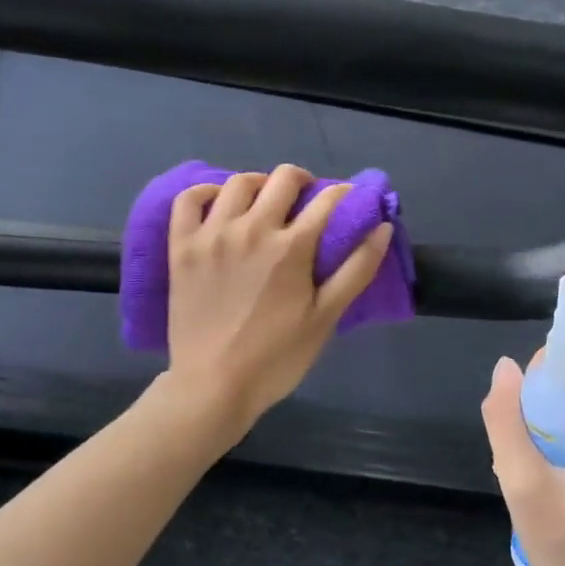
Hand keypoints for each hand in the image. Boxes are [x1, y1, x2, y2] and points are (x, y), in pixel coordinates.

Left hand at [166, 164, 393, 444]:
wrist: (212, 386)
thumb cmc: (276, 358)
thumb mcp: (325, 317)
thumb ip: (357, 269)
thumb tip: (382, 226)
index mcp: (291, 246)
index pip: (327, 200)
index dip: (345, 195)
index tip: (348, 201)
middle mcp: (251, 228)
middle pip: (283, 179)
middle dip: (303, 182)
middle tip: (306, 202)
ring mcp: (212, 234)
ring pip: (238, 183)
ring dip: (260, 184)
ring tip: (265, 203)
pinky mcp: (182, 246)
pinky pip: (189, 200)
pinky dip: (206, 192)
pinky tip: (220, 205)